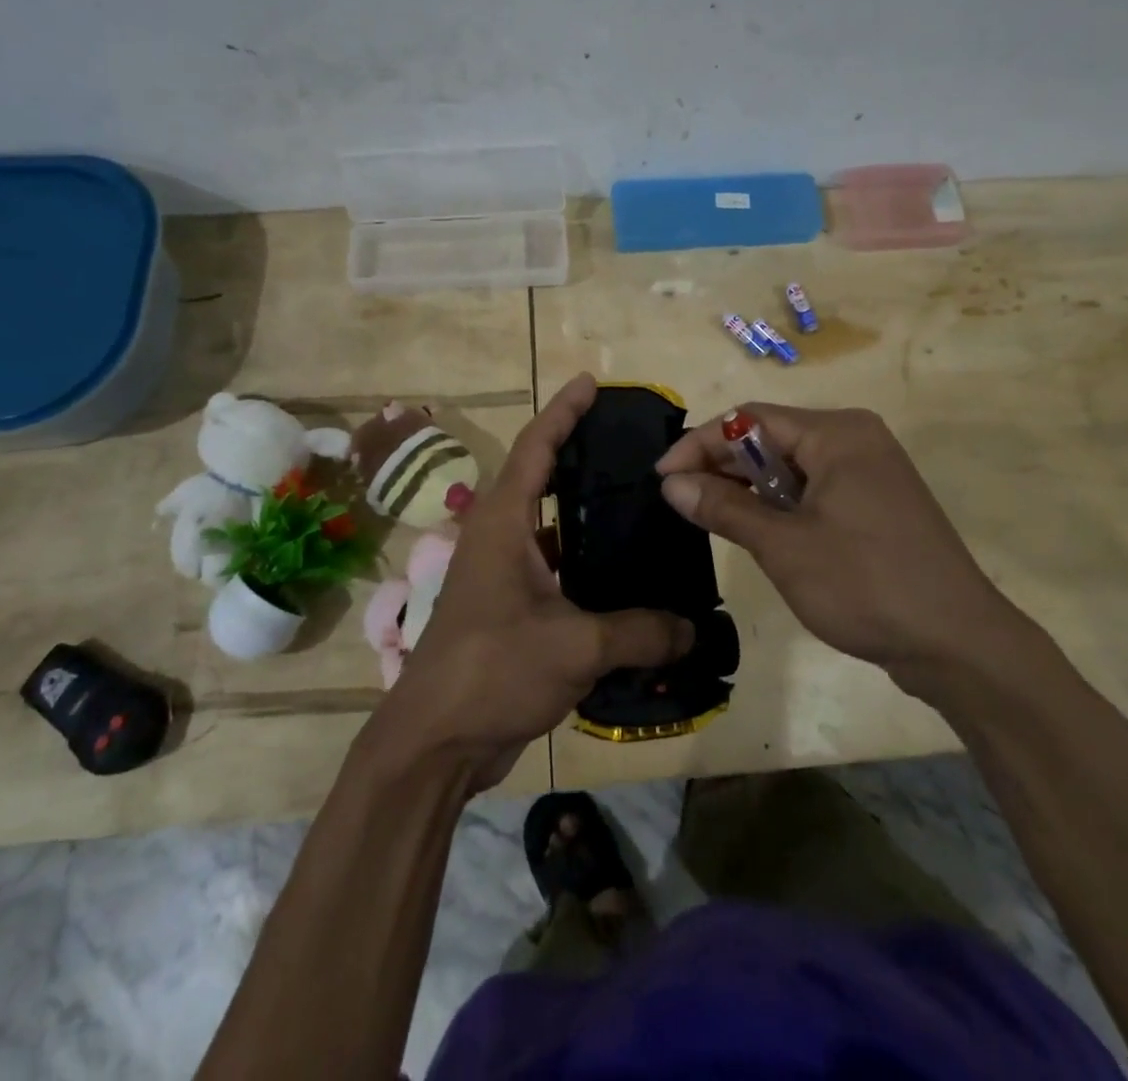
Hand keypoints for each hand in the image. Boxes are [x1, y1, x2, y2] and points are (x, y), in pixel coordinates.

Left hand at [377, 373, 693, 792]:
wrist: (434, 743)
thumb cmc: (492, 672)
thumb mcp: (575, 645)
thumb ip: (640, 631)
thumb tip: (693, 627)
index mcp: (502, 523)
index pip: (535, 448)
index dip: (563, 412)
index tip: (590, 383)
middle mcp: (498, 537)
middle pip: (540, 477)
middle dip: (578, 452)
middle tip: (630, 442)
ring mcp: (502, 574)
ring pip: (549, 526)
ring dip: (584, 511)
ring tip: (637, 499)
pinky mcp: (510, 608)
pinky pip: (555, 567)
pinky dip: (585, 559)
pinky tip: (624, 570)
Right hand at [656, 404, 1018, 677]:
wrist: (958, 644)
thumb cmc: (866, 585)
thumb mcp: (784, 546)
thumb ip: (725, 507)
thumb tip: (671, 484)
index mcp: (837, 433)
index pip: (751, 419)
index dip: (700, 444)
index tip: (662, 477)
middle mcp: (855, 438)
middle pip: (772, 436)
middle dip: (722, 464)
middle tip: (679, 498)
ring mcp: (870, 471)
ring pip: (792, 464)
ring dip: (749, 485)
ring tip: (707, 513)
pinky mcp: (876, 502)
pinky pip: (815, 487)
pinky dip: (780, 502)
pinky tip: (755, 526)